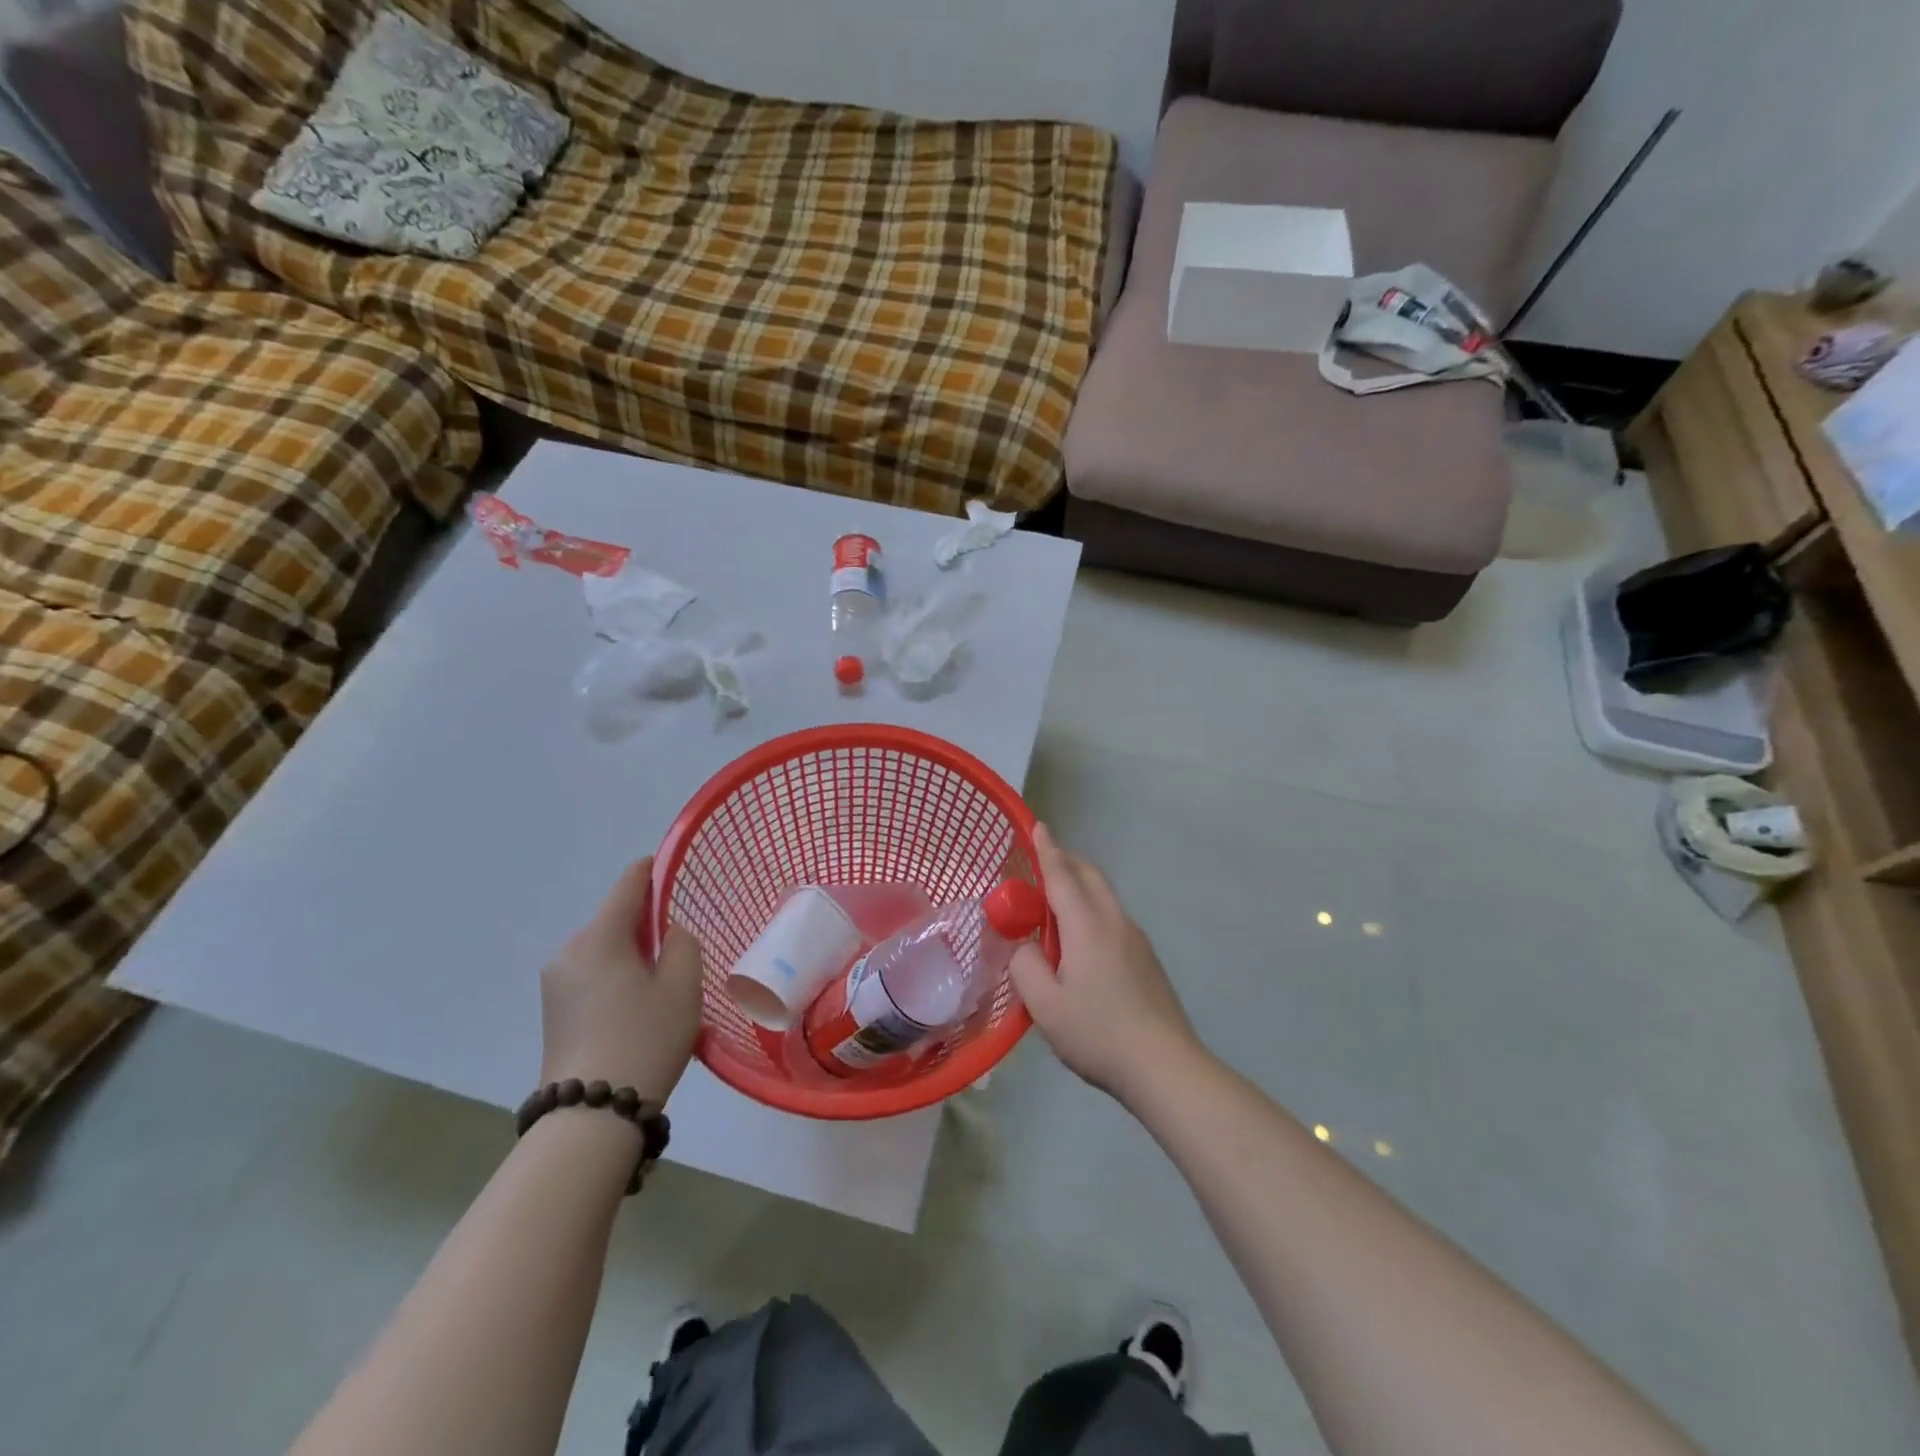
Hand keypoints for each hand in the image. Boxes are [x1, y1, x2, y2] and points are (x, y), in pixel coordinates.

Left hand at [540, 858, 703, 1102]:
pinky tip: (639, 1005)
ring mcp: (555, 982)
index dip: (651, 869)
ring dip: (632, 953)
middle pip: (615, 919)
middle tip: (681, 945)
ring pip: (604, 948)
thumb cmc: (646, 1039)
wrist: (591, 1115)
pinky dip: (617, 975)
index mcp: (600, 937)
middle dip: (647, 922)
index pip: (628, 884)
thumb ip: (683, 943)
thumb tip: (669, 933)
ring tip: (663, 984)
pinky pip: (592, 974)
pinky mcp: (553, 1010)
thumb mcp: (683, 986)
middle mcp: (569, 951)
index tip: (672, 866)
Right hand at [1010, 824, 1205, 1103]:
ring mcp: (1136, 940)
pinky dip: (1092, 910)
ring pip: (1105, 897)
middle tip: (1043, 861)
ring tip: (1056, 903)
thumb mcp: (1044, 1005)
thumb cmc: (1098, 1033)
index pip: (1062, 876)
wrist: (1165, 1066)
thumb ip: (1026, 967)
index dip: (1047, 850)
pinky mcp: (1147, 960)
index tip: (1038, 826)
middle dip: (1067, 861)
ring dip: (1081, 886)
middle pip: (1090, 877)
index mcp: (1087, 926)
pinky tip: (1081, 942)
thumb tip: (1025, 947)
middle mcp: (1114, 922)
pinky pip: (1113, 918)